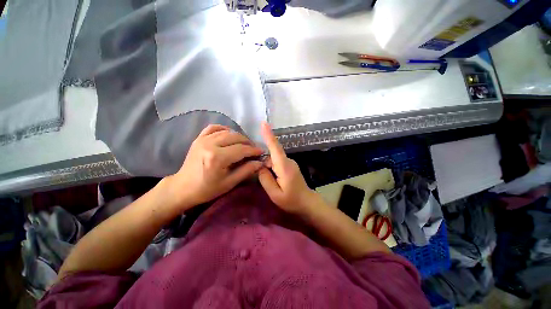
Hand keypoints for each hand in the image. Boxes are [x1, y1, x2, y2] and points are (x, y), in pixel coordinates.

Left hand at [166, 125, 263, 209]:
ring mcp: (203, 139)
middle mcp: (210, 144)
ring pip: (227, 131)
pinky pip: (213, 128)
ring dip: (238, 136)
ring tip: (244, 144)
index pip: (242, 149)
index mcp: (218, 158)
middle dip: (248, 142)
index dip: (254, 150)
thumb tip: (260, 162)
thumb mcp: (229, 183)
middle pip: (236, 137)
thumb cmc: (207, 189)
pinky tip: (229, 134)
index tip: (261, 152)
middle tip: (253, 149)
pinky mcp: (199, 138)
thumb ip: (246, 171)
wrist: (183, 188)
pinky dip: (224, 129)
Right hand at [258, 122, 317, 213]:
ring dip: (268, 167)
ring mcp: (290, 163)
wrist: (307, 203)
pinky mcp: (290, 166)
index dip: (269, 135)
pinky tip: (273, 179)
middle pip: (271, 155)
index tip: (264, 123)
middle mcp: (288, 161)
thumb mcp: (275, 194)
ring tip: (271, 183)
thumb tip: (260, 166)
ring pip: (273, 159)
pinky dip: (272, 168)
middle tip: (263, 179)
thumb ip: (265, 179)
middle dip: (264, 163)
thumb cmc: (291, 200)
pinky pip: (277, 162)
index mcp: (284, 166)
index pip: (276, 148)